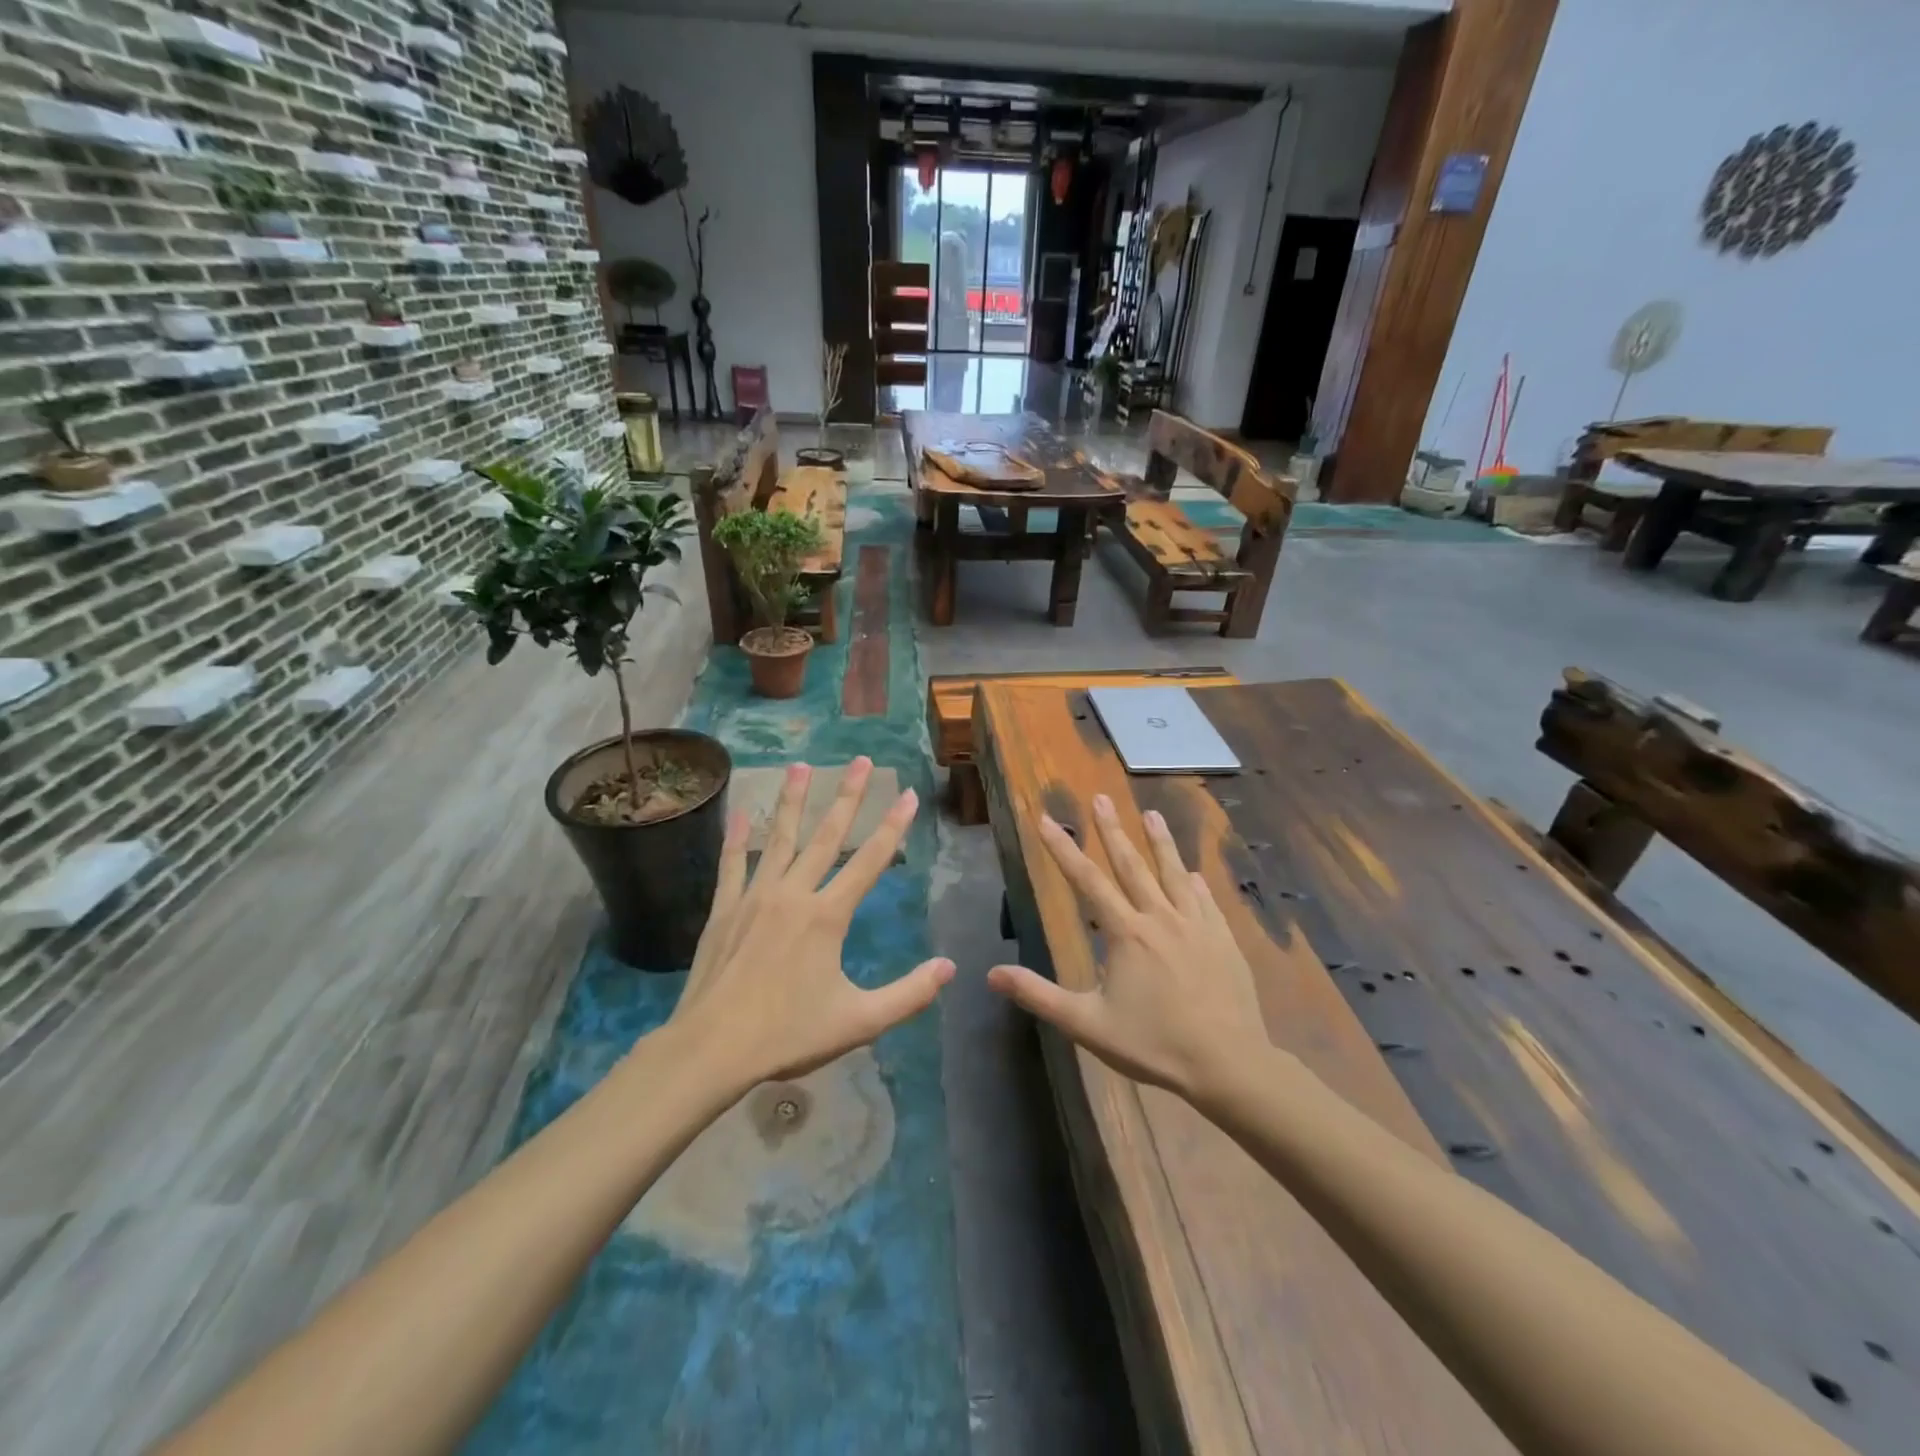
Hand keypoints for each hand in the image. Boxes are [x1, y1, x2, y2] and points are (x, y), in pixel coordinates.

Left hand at [669, 757, 952, 1089]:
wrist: (712, 1049)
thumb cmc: (788, 1034)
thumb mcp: (859, 1021)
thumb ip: (908, 994)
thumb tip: (949, 968)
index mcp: (828, 916)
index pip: (870, 860)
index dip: (893, 826)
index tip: (907, 794)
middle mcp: (794, 894)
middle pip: (826, 835)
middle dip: (847, 795)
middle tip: (861, 760)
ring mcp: (755, 897)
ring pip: (779, 838)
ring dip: (793, 800)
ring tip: (801, 765)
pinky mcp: (725, 909)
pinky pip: (733, 864)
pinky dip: (737, 837)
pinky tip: (741, 812)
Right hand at [987, 793, 1267, 1105]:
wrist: (1229, 1064)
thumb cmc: (1154, 1044)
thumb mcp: (1088, 1025)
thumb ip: (1039, 996)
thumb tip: (991, 974)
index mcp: (1126, 933)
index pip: (1087, 880)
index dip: (1063, 848)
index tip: (1047, 819)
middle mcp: (1160, 917)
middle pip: (1131, 865)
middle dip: (1112, 829)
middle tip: (1100, 797)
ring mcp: (1197, 925)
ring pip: (1173, 873)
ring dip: (1159, 841)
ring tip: (1151, 814)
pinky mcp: (1223, 939)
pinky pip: (1206, 901)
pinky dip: (1194, 883)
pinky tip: (1192, 873)